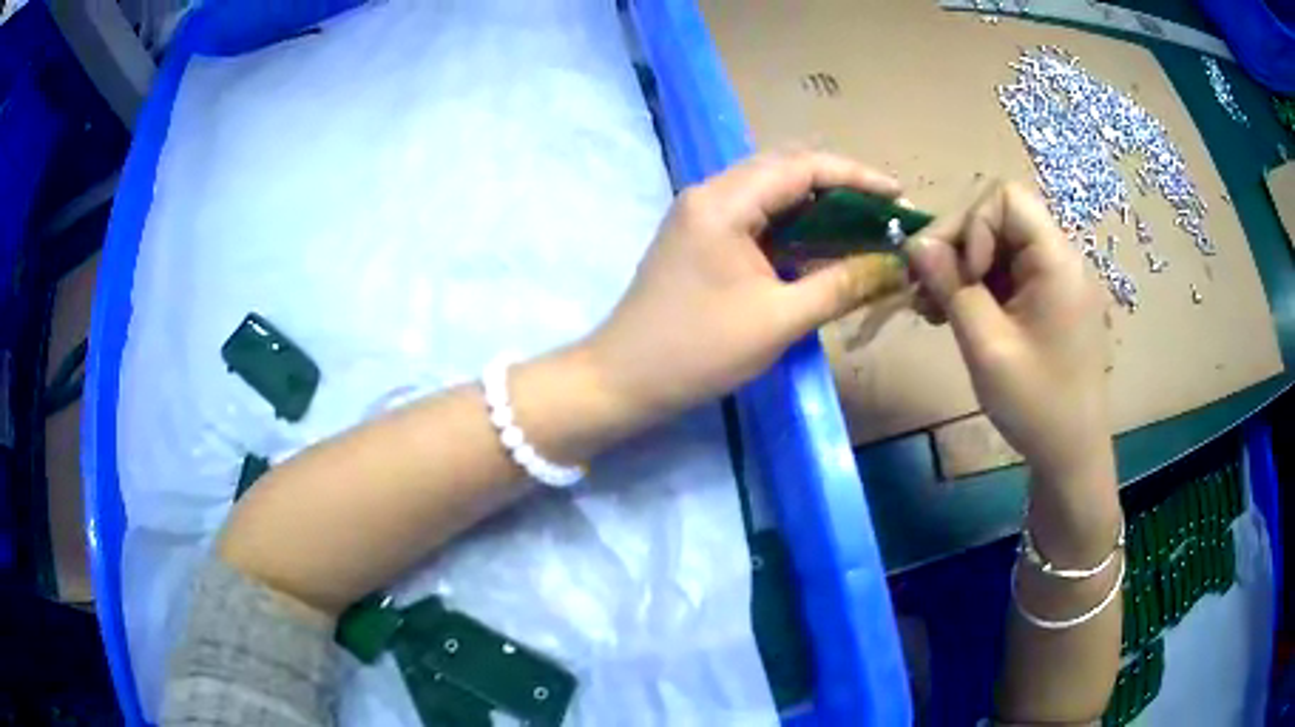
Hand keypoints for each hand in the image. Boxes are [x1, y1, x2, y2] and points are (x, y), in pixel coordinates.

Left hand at [584, 150, 903, 422]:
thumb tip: (893, 265)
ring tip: (863, 229)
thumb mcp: (779, 320)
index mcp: (725, 202)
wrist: (622, 379)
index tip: (898, 196)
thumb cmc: (698, 351)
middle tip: (883, 215)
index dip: (857, 176)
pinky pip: (755, 217)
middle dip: (840, 188)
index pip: (802, 166)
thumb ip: (841, 285)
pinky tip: (821, 247)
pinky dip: (792, 227)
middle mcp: (710, 193)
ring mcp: (700, 214)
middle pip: (785, 170)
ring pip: (770, 193)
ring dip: (817, 207)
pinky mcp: (699, 237)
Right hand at [906, 181, 1112, 482]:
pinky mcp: (1048, 301)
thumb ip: (950, 287)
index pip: (1006, 198)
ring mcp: (1055, 280)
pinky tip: (955, 314)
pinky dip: (978, 287)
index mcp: (1055, 260)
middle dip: (957, 247)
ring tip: (932, 308)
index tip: (960, 275)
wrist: (1071, 455)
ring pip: (997, 246)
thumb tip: (915, 243)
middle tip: (925, 291)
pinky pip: (1007, 274)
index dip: (972, 224)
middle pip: (998, 218)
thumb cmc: (1036, 405)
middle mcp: (1059, 258)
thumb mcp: (986, 346)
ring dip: (961, 269)